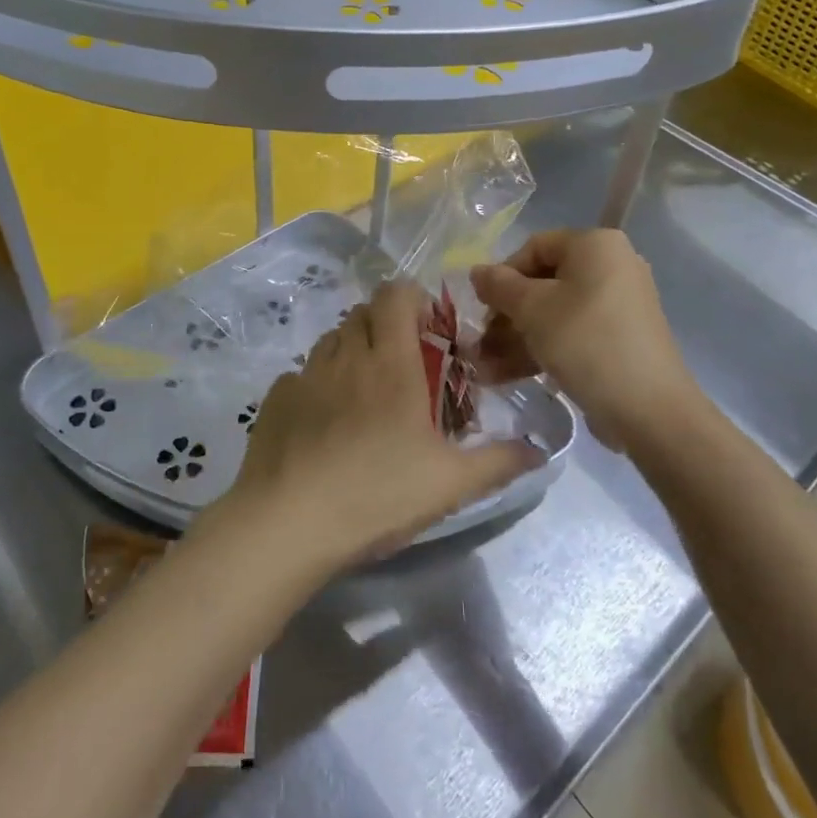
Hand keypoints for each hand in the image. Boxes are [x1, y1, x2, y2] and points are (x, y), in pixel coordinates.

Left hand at [221, 280, 543, 568]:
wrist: (288, 523)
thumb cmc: (377, 494)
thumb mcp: (450, 484)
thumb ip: (499, 462)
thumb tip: (540, 451)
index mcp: (390, 362)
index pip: (395, 295)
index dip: (412, 299)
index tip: (428, 330)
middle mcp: (345, 355)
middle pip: (363, 313)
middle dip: (385, 326)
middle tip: (404, 367)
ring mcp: (305, 374)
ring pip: (332, 340)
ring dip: (352, 351)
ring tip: (366, 394)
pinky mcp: (276, 397)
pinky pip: (302, 374)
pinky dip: (319, 383)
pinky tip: (325, 423)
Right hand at [470, 229, 699, 450]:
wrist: (649, 410)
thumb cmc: (586, 342)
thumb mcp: (532, 309)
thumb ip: (499, 286)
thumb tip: (477, 271)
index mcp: (596, 245)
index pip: (535, 247)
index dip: (502, 275)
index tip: (483, 308)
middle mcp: (612, 266)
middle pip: (544, 282)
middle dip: (506, 315)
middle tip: (480, 342)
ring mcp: (618, 305)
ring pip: (554, 313)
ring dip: (516, 338)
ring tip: (484, 367)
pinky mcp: (619, 340)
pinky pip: (572, 334)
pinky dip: (542, 350)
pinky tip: (506, 375)